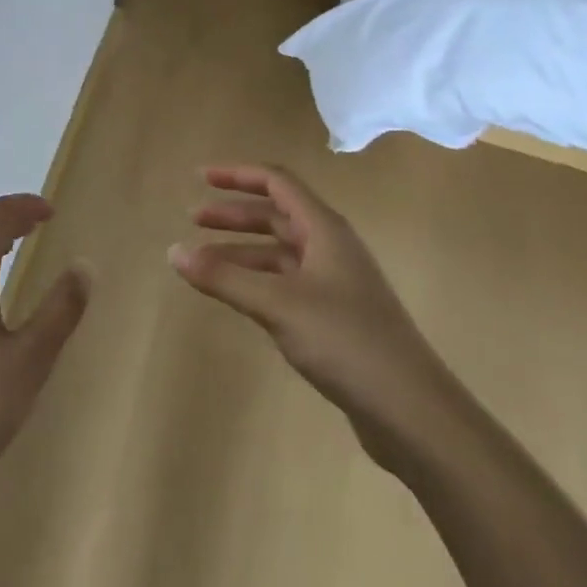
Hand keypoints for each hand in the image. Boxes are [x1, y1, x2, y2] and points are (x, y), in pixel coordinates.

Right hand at [168, 164, 460, 475]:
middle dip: (235, 214)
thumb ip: (224, 278)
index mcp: (324, 229)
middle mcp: (331, 247)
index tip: (200, 178)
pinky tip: (239, 297)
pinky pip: (287, 283)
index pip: (277, 182)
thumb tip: (173, 252)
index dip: (238, 175)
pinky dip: (257, 281)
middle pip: (277, 215)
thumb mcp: (278, 305)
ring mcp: (336, 283)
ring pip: (280, 252)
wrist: (412, 411)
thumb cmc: (345, 341)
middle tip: (194, 219)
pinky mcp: (336, 317)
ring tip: (204, 263)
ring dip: (242, 250)